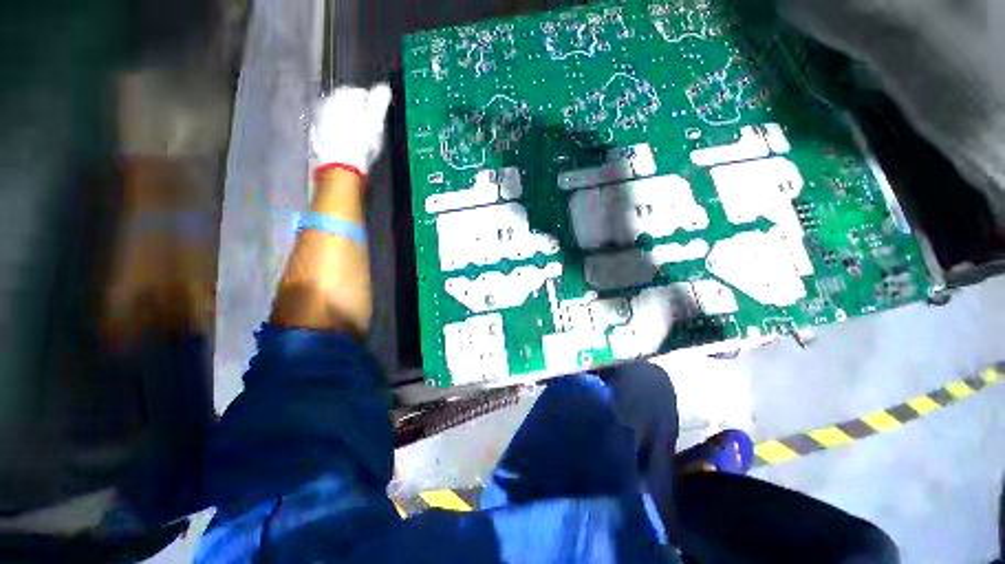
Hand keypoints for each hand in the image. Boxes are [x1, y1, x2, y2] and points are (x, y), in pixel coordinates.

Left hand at [310, 83, 392, 176]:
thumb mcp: (375, 121)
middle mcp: (330, 101)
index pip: (359, 92)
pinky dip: (338, 130)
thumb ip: (379, 102)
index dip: (370, 105)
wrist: (341, 163)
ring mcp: (322, 115)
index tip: (376, 117)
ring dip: (347, 120)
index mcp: (346, 96)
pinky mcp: (318, 130)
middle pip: (345, 102)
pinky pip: (330, 126)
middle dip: (356, 111)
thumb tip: (384, 88)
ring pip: (337, 113)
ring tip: (358, 136)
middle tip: (368, 127)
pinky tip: (347, 142)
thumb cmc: (360, 143)